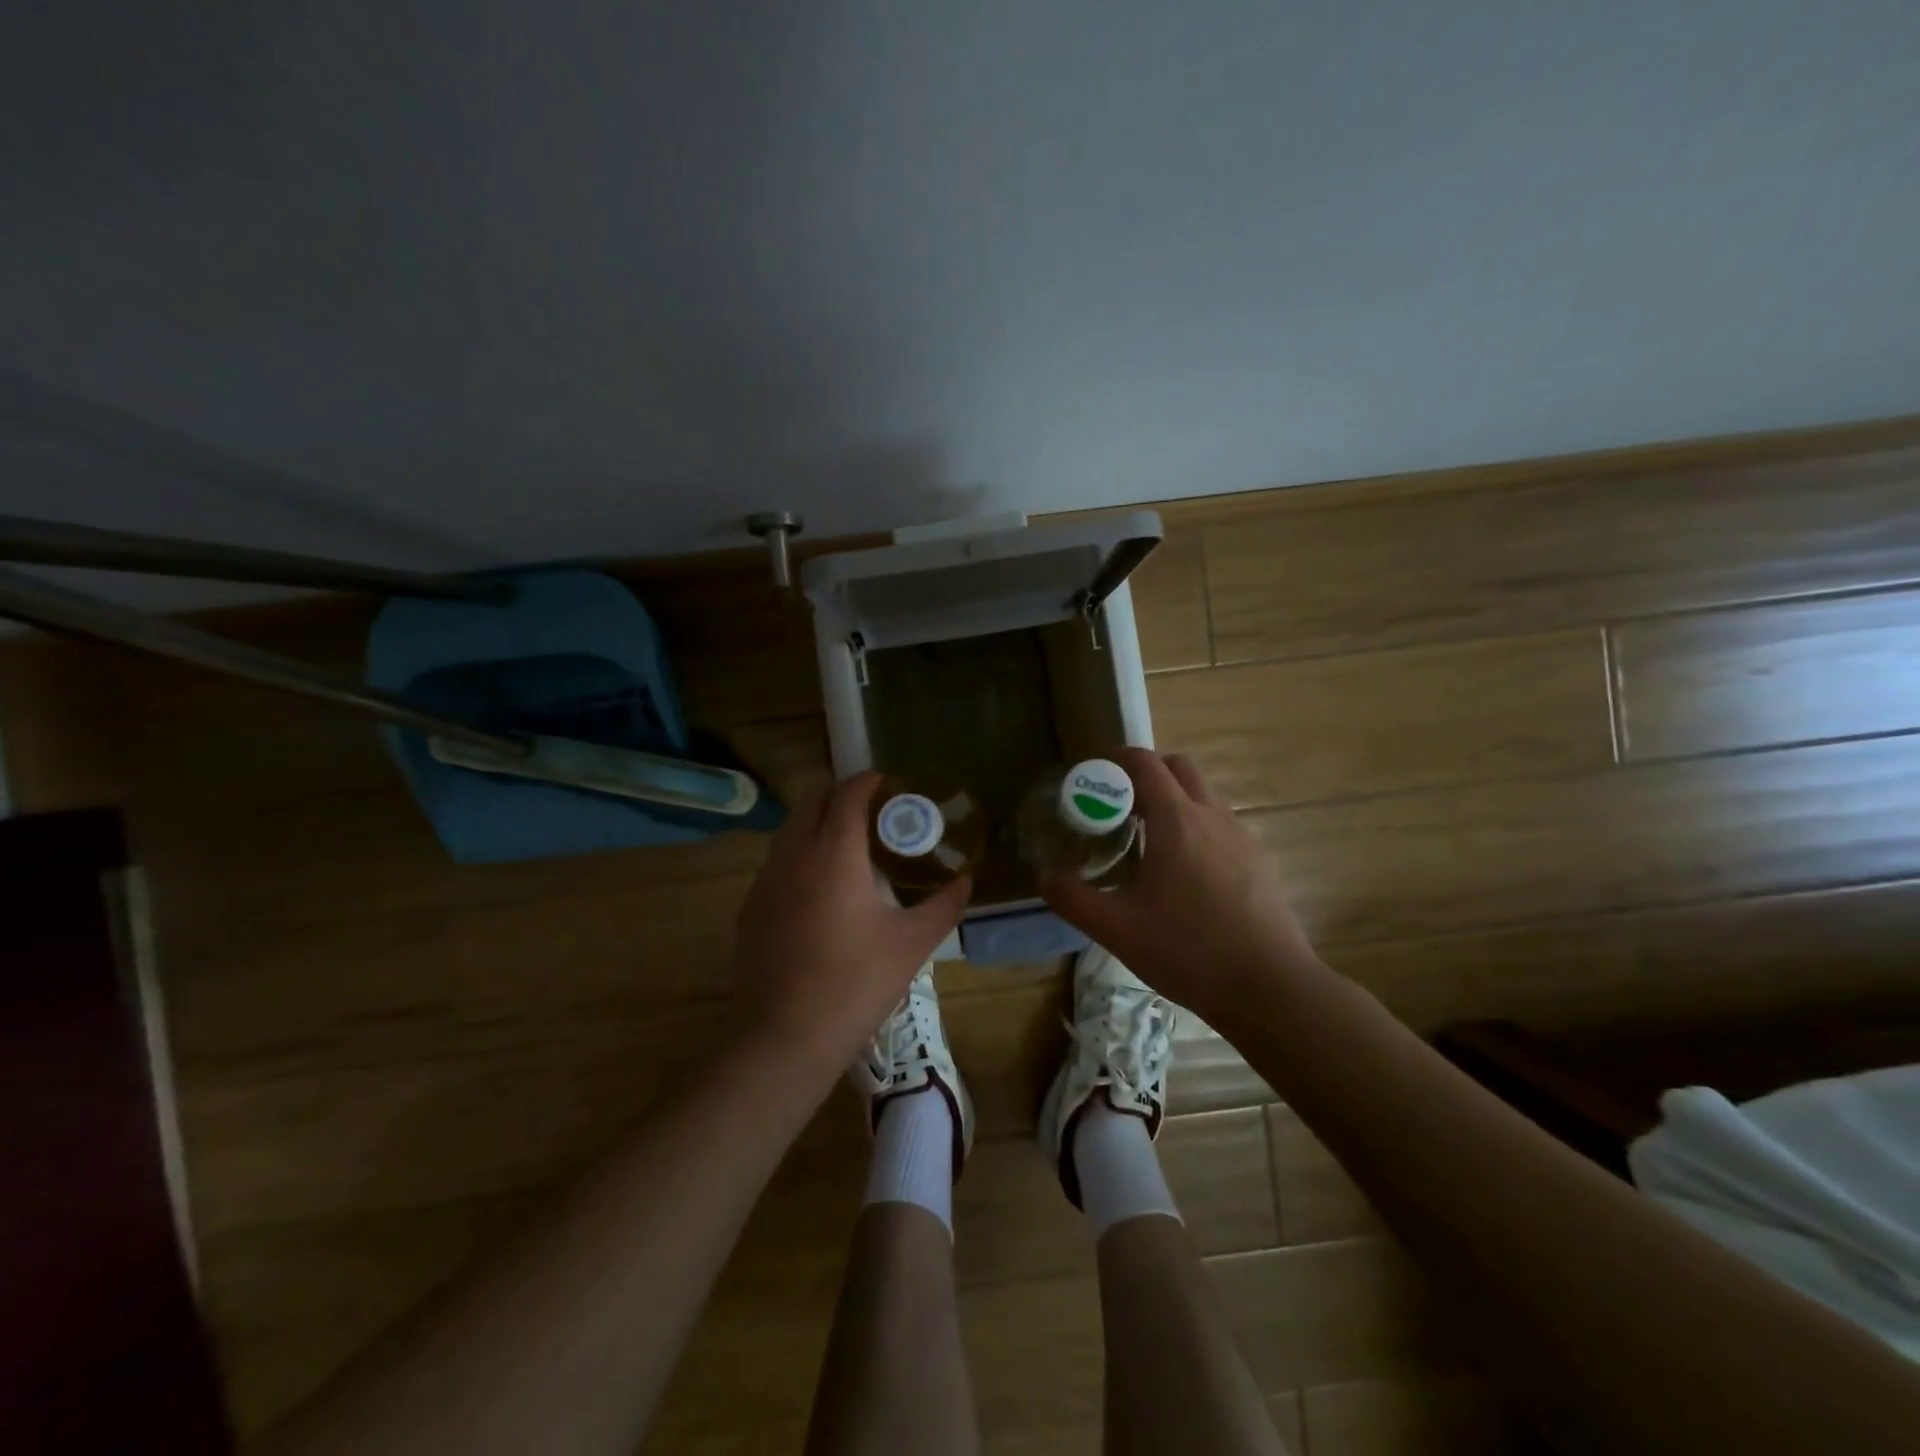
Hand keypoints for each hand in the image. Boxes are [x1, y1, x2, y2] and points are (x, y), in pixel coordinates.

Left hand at [732, 771, 970, 1087]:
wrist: (785, 1038)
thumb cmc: (856, 984)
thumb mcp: (912, 944)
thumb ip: (944, 905)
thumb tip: (966, 880)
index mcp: (834, 854)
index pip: (849, 793)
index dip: (871, 781)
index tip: (894, 786)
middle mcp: (793, 855)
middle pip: (813, 799)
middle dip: (843, 795)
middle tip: (876, 813)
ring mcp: (765, 881)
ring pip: (791, 829)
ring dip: (820, 822)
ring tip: (851, 848)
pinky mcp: (751, 907)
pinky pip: (778, 861)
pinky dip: (801, 853)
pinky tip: (822, 889)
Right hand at [1042, 748, 1321, 1028]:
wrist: (1270, 988)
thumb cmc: (1189, 950)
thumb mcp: (1117, 929)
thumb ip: (1074, 899)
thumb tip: (1048, 879)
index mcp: (1177, 820)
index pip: (1145, 763)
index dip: (1117, 760)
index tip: (1095, 776)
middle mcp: (1212, 816)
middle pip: (1179, 767)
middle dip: (1148, 773)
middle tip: (1120, 806)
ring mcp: (1242, 836)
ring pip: (1204, 795)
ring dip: (1175, 799)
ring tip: (1151, 841)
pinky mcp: (1260, 861)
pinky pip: (1223, 824)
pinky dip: (1198, 827)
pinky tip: (1187, 873)